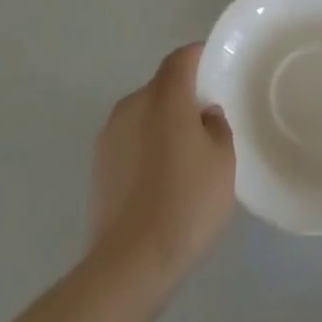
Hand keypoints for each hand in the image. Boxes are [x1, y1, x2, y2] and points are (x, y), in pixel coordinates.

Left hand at [89, 44, 235, 285]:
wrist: (129, 264)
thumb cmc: (186, 204)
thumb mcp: (223, 162)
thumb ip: (217, 125)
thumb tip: (204, 113)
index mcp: (164, 97)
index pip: (181, 59)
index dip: (198, 58)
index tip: (215, 70)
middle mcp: (132, 104)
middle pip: (161, 86)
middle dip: (182, 97)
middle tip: (206, 124)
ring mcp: (110, 134)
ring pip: (143, 114)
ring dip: (161, 124)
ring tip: (183, 158)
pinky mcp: (98, 164)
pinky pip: (129, 140)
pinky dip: (145, 147)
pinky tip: (159, 181)